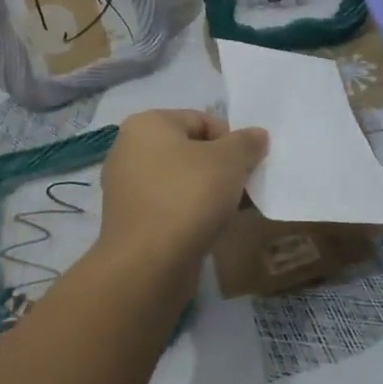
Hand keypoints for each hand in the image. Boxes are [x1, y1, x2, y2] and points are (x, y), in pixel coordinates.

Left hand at [98, 109, 267, 268]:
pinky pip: (169, 205)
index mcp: (147, 124)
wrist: (148, 264)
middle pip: (190, 149)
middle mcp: (129, 149)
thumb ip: (246, 142)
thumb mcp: (230, 160)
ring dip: (207, 191)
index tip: (247, 165)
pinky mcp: (130, 220)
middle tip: (241, 187)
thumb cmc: (188, 196)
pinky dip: (190, 211)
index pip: (201, 120)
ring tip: (229, 210)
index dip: (231, 140)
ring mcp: (125, 187)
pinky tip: (209, 227)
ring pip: (180, 179)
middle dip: (220, 167)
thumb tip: (257, 135)